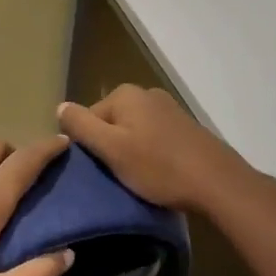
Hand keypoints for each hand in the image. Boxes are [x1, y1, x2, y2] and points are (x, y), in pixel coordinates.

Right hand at [57, 85, 245, 212]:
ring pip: (133, 131)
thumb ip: (81, 126)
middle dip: (110, 148)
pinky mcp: (184, 126)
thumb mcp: (111, 149)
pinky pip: (153, 137)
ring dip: (130, 152)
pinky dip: (150, 153)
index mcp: (125, 94)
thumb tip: (60, 106)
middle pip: (111, 123)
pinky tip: (157, 172)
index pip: (88, 118)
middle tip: (117, 176)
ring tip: (137, 178)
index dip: (89, 147)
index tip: (99, 171)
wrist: (216, 182)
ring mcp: (168, 108)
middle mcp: (146, 93)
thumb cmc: (158, 166)